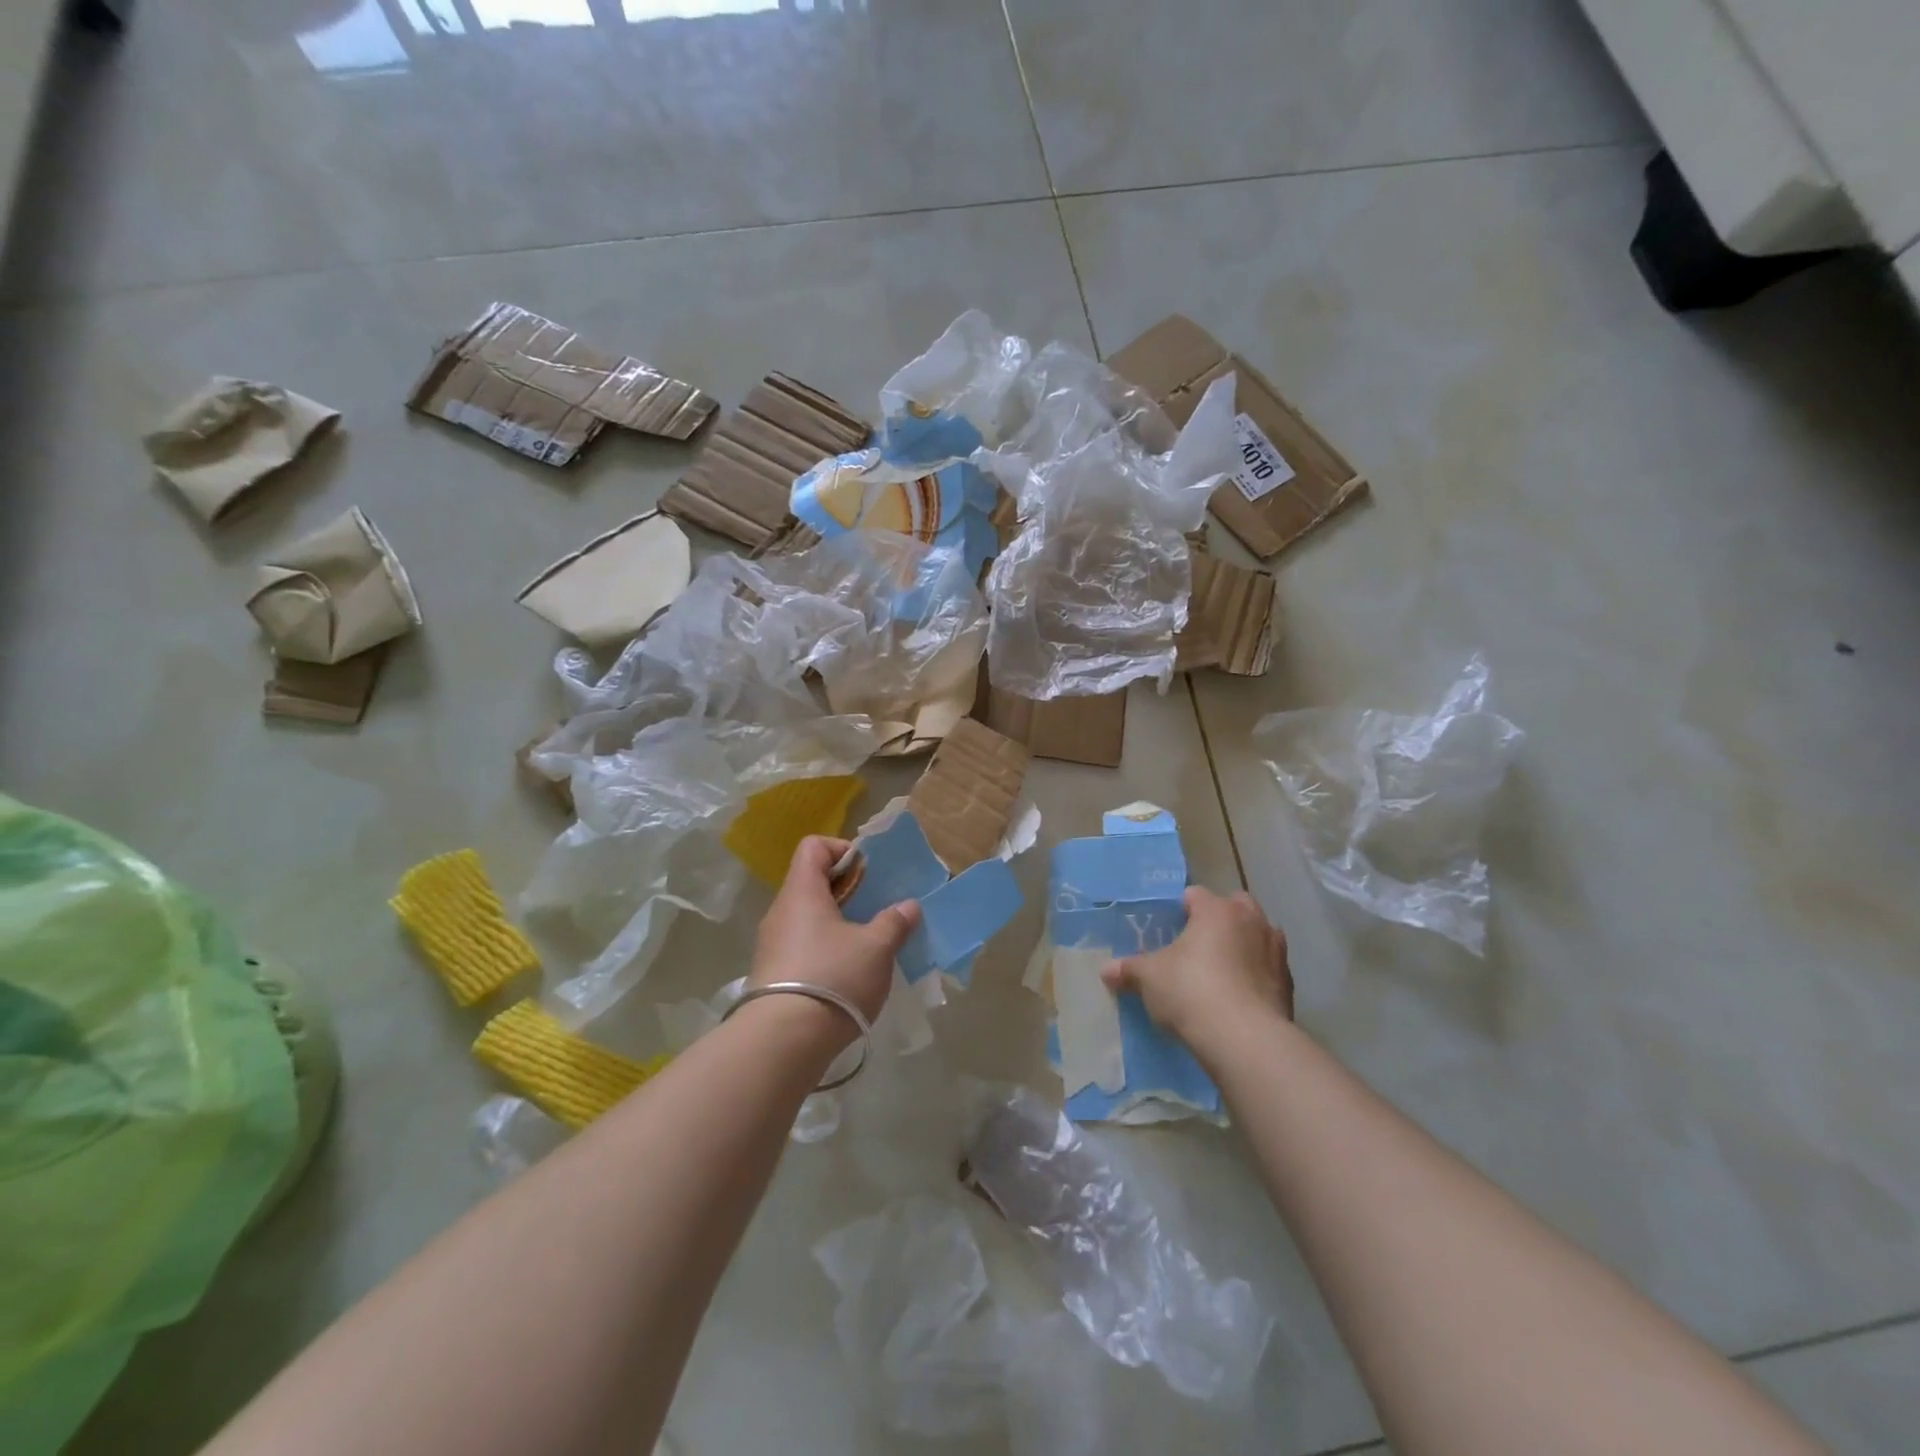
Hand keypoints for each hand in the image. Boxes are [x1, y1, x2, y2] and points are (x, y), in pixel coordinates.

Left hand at [749, 837, 921, 1027]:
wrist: (783, 1041)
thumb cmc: (833, 978)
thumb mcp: (876, 948)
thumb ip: (894, 922)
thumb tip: (908, 906)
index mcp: (802, 892)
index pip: (814, 847)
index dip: (843, 850)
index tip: (869, 873)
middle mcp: (781, 911)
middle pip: (812, 882)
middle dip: (848, 890)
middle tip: (877, 908)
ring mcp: (772, 944)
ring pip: (808, 917)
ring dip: (838, 922)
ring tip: (868, 944)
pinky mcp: (772, 974)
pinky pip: (802, 946)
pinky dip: (825, 949)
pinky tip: (847, 974)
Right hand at [1103, 887, 1292, 1050]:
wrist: (1245, 1039)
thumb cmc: (1191, 991)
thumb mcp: (1149, 979)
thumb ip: (1129, 970)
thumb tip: (1107, 970)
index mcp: (1217, 910)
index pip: (1195, 895)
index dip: (1180, 908)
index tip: (1169, 927)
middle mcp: (1251, 921)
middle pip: (1236, 906)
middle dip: (1220, 919)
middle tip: (1198, 944)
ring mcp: (1275, 951)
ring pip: (1258, 936)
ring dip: (1244, 945)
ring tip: (1222, 970)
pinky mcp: (1288, 984)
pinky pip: (1268, 969)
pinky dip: (1256, 975)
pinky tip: (1240, 996)